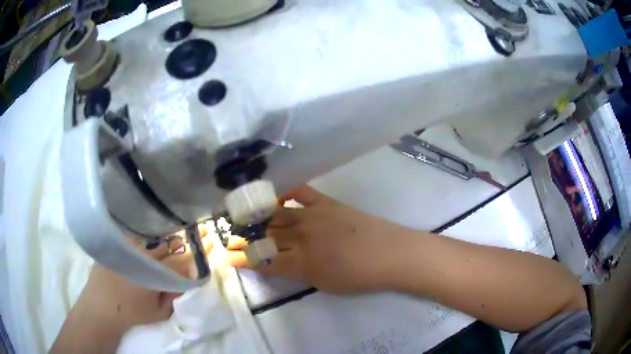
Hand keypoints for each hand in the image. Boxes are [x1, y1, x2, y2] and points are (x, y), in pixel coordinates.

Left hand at [71, 238, 192, 334]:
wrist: (101, 307)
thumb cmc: (132, 312)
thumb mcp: (159, 312)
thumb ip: (174, 297)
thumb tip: (183, 282)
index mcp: (155, 273)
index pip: (179, 261)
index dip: (187, 262)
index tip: (190, 264)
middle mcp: (142, 255)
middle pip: (164, 245)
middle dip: (173, 250)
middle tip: (174, 257)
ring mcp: (127, 248)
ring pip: (148, 241)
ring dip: (155, 246)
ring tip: (156, 254)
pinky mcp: (115, 245)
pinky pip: (132, 239)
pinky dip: (139, 243)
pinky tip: (137, 251)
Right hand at [226, 185, 410, 293]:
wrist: (390, 254)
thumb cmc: (359, 276)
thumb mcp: (323, 284)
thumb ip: (297, 272)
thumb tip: (278, 262)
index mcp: (301, 264)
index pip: (263, 260)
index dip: (242, 258)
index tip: (227, 256)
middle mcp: (301, 238)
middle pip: (265, 236)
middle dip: (244, 237)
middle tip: (230, 234)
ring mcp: (312, 216)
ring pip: (276, 215)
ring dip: (258, 217)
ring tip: (244, 216)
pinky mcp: (325, 202)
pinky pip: (299, 191)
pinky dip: (285, 191)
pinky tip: (274, 193)